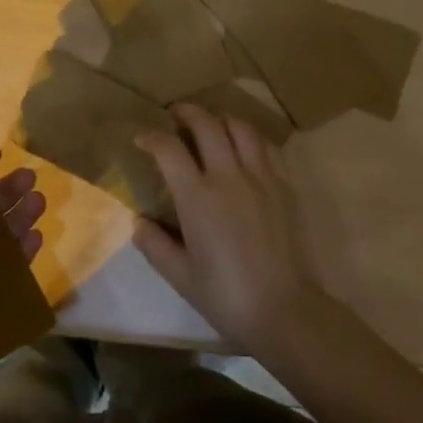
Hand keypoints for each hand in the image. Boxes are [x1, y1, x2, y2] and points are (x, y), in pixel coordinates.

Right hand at [131, 103, 324, 354]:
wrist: (284, 309)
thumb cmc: (225, 295)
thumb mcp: (179, 275)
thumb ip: (154, 244)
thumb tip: (138, 221)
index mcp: (197, 197)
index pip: (168, 148)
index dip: (151, 137)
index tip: (142, 139)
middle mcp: (228, 176)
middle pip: (206, 124)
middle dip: (186, 113)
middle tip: (175, 115)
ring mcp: (260, 177)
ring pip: (240, 127)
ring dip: (220, 119)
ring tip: (210, 126)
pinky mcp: (284, 185)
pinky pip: (266, 145)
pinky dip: (250, 136)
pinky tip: (243, 146)